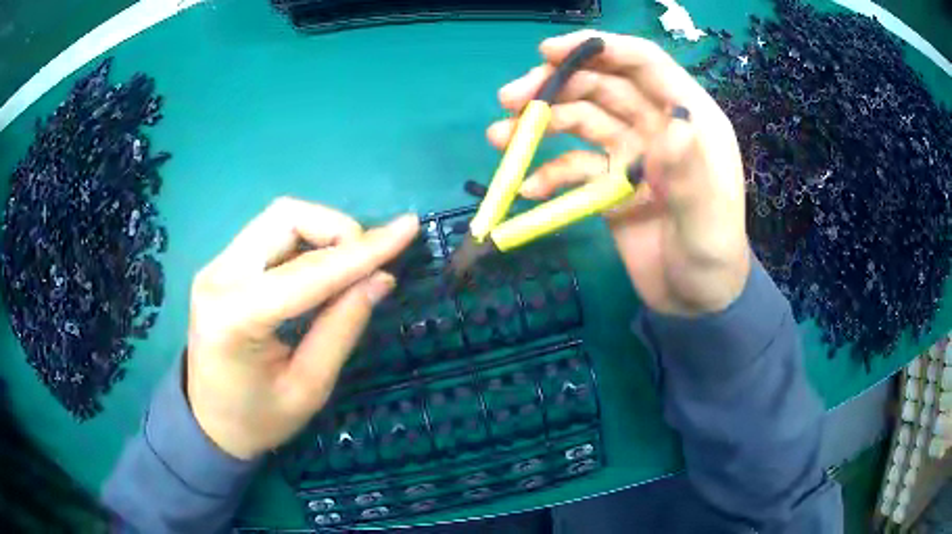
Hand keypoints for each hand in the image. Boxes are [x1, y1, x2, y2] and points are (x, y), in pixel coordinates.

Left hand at [186, 197, 418, 459]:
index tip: (407, 229)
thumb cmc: (258, 420)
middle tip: (369, 263)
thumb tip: (381, 277)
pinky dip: (305, 241)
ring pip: (278, 218)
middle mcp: (218, 277)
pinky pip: (270, 235)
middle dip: (338, 230)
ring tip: (350, 265)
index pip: (307, 271)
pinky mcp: (221, 267)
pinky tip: (322, 267)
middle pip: (286, 218)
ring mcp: (215, 267)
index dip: (362, 250)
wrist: (208, 423)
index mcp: (235, 317)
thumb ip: (342, 328)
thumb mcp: (308, 388)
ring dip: (323, 231)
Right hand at [488, 30, 749, 316]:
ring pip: (582, 121)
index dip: (598, 49)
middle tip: (510, 100)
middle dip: (555, 86)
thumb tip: (672, 121)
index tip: (548, 53)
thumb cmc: (713, 261)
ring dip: (541, 124)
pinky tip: (528, 188)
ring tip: (500, 137)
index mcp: (690, 119)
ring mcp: (632, 153)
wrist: (695, 304)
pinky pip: (575, 167)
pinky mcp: (611, 183)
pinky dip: (549, 173)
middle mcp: (657, 126)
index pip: (644, 64)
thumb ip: (691, 173)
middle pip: (602, 86)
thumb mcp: (707, 221)